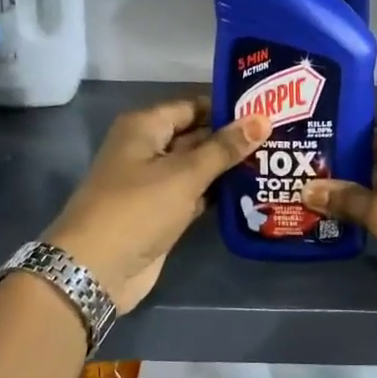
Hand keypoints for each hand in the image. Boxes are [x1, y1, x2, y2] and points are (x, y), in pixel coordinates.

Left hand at [45, 96, 268, 313]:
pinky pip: (196, 194)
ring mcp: (155, 183)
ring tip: (275, 161)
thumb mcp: (184, 174)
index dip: (227, 108)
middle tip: (280, 136)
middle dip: (233, 139)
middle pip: (197, 136)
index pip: (193, 107)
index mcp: (145, 127)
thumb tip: (263, 119)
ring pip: (198, 167)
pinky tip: (254, 191)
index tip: (267, 110)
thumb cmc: (137, 209)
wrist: (96, 270)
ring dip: (229, 168)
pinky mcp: (163, 213)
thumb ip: (225, 148)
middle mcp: (148, 149)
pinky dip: (218, 193)